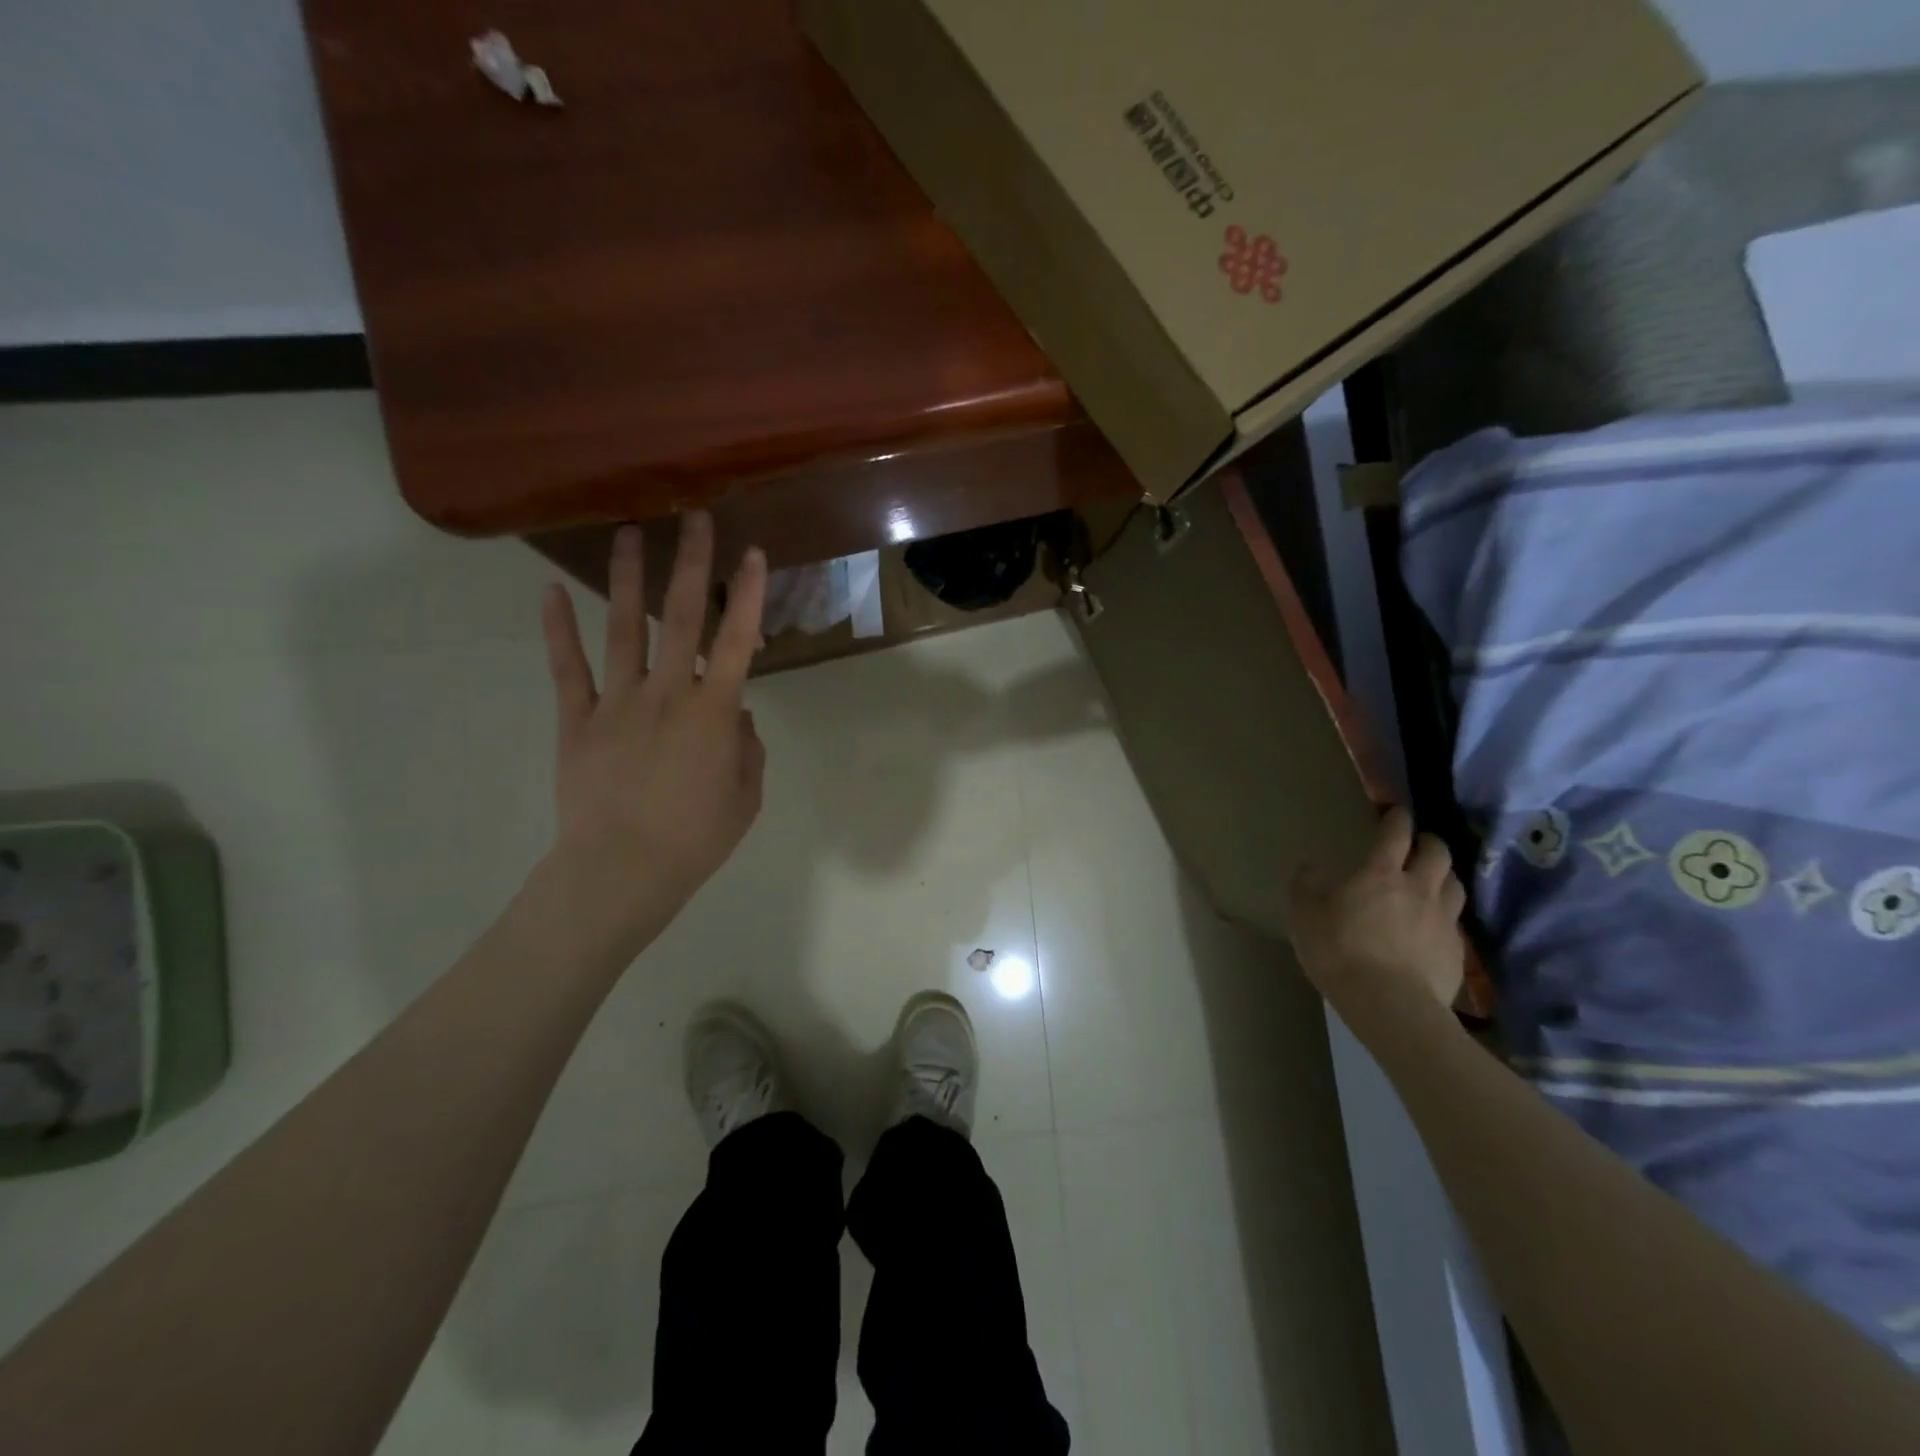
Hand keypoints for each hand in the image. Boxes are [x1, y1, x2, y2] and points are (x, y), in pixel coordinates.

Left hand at [538, 513, 767, 951]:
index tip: (752, 554)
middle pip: (680, 618)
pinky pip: (567, 669)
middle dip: (691, 564)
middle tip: (694, 517)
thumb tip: (736, 716)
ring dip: (628, 579)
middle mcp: (667, 693)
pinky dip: (558, 630)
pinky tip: (551, 592)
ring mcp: (616, 703)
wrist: (619, 873)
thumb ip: (746, 750)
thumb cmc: (694, 841)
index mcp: (713, 713)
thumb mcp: (744, 798)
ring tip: (629, 533)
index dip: (747, 596)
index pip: (737, 642)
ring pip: (624, 630)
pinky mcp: (577, 721)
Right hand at [1287, 807, 1465, 1012]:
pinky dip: (1446, 915)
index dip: (1397, 818)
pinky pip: (1456, 922)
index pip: (1396, 833)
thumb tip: (1311, 866)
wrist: (1390, 1006)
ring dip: (1444, 875)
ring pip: (1455, 884)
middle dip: (1429, 842)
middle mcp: (1419, 888)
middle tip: (1419, 844)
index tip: (1396, 812)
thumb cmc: (1339, 951)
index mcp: (1381, 873)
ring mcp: (1444, 920)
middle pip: (1437, 853)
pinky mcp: (1457, 951)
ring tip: (1434, 880)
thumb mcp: (1304, 915)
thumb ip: (1306, 885)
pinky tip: (1434, 926)